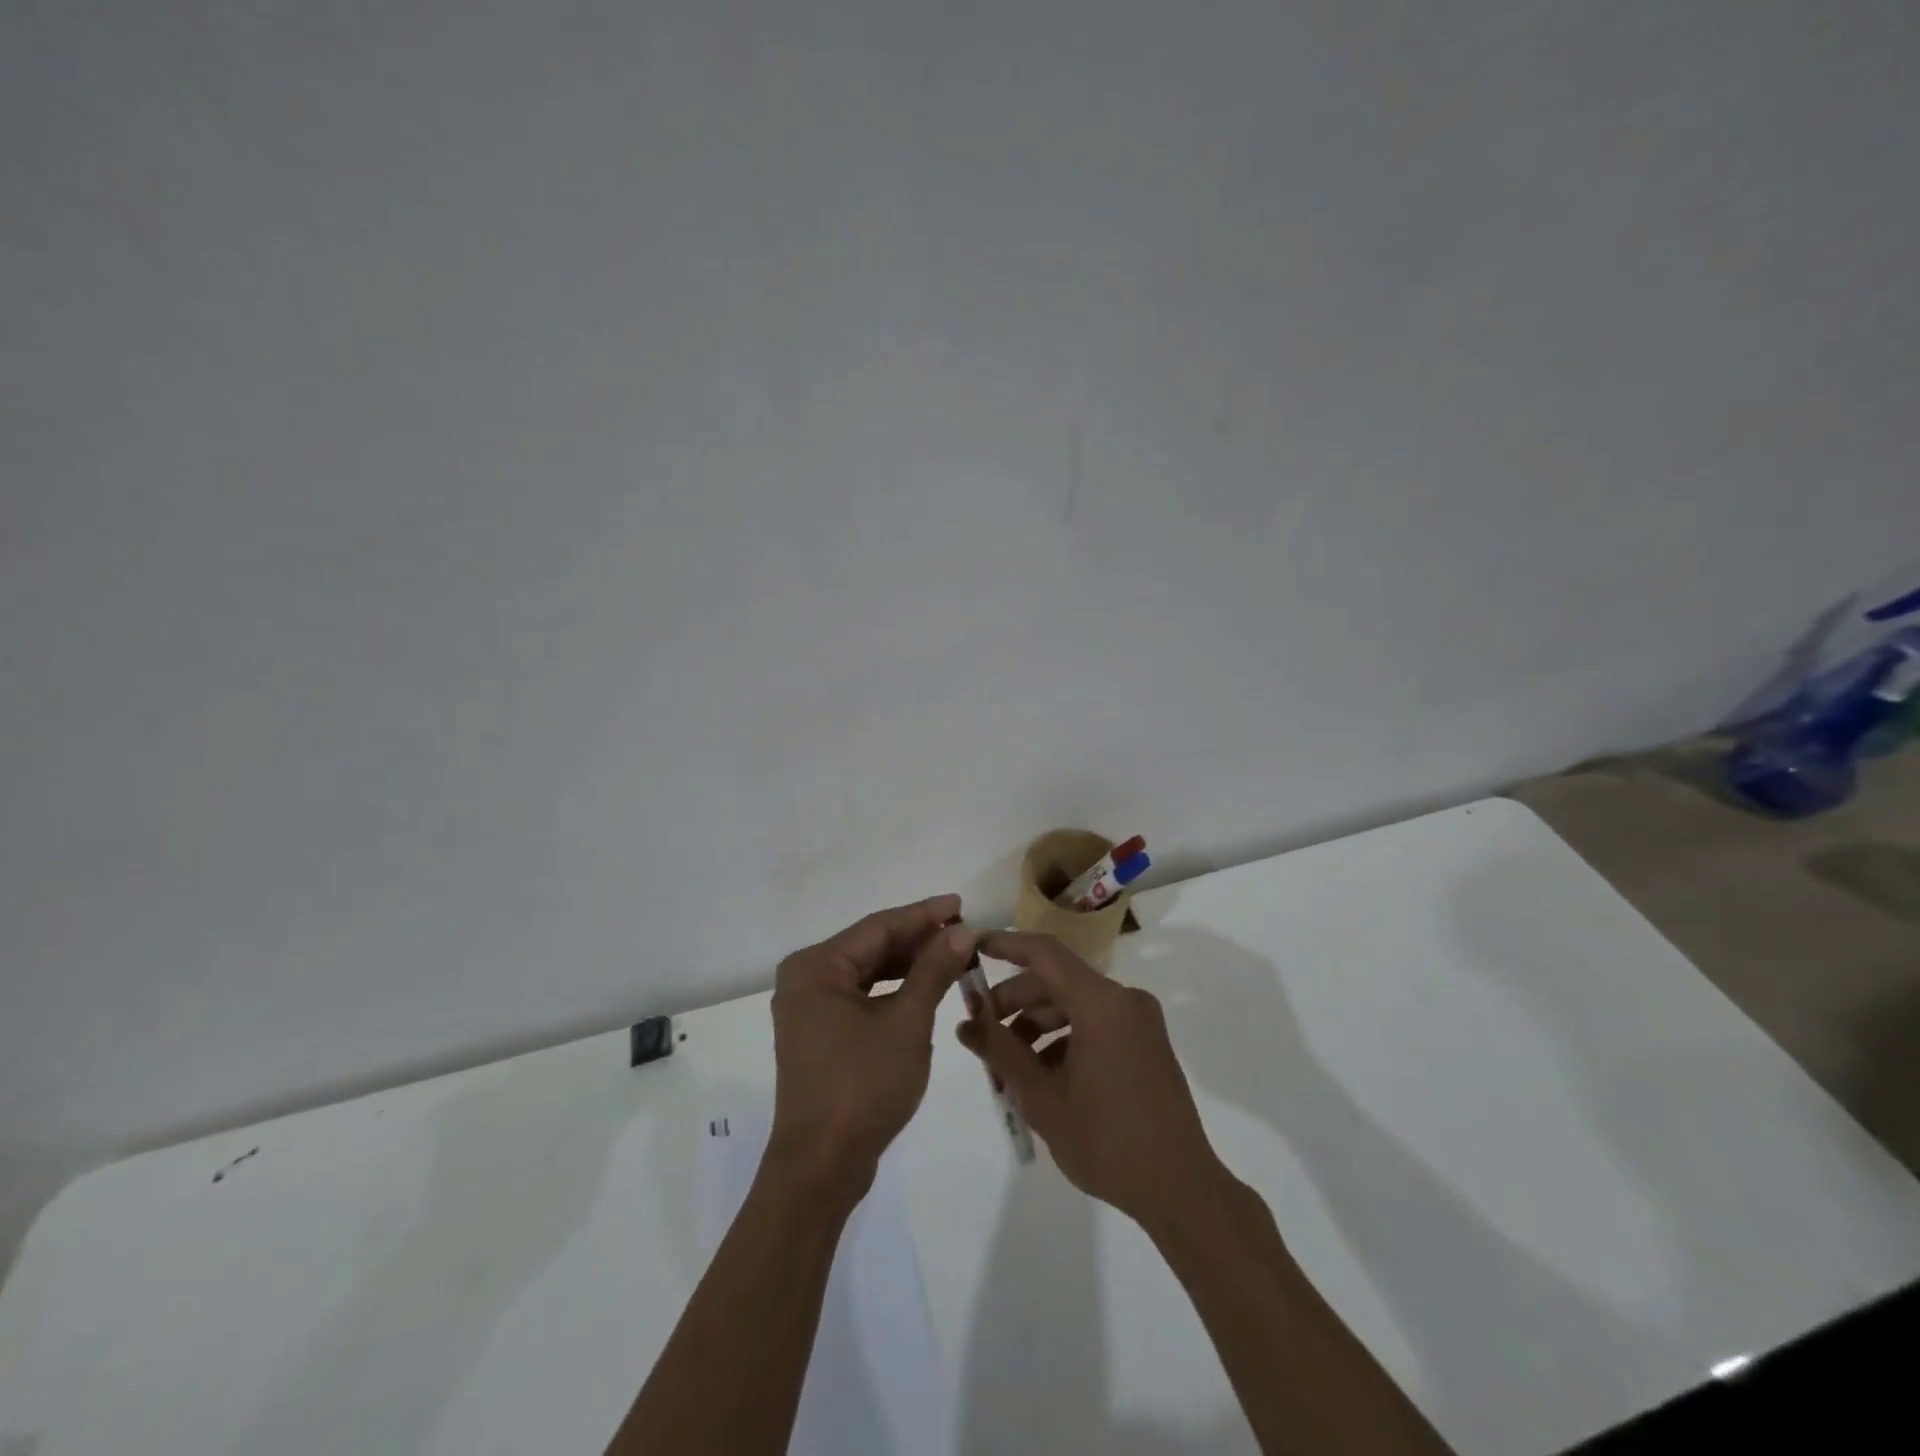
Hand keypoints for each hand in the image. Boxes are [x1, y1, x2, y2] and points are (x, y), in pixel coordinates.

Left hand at [768, 895, 976, 1203]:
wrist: (822, 1167)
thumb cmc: (863, 1086)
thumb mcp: (907, 1022)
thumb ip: (933, 971)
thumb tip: (962, 931)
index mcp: (816, 967)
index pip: (878, 927)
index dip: (923, 915)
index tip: (961, 904)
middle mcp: (806, 979)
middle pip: (871, 947)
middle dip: (918, 940)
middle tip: (963, 932)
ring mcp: (810, 1009)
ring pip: (868, 973)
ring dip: (909, 965)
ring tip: (952, 955)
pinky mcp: (820, 1034)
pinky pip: (861, 997)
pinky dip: (894, 991)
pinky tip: (925, 988)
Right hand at [957, 930, 1229, 1230]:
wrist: (1181, 1190)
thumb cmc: (1107, 1142)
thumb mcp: (1042, 1098)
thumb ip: (1000, 1052)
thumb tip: (965, 1023)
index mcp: (1101, 1003)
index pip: (1044, 953)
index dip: (1005, 944)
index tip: (973, 947)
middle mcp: (1124, 1000)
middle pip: (1057, 981)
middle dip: (1014, 1000)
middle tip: (979, 1028)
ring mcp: (1138, 1020)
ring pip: (1074, 1004)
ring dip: (1036, 1024)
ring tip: (1006, 1063)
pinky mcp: (1145, 1041)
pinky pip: (1094, 1023)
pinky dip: (1063, 1038)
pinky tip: (1041, 1075)